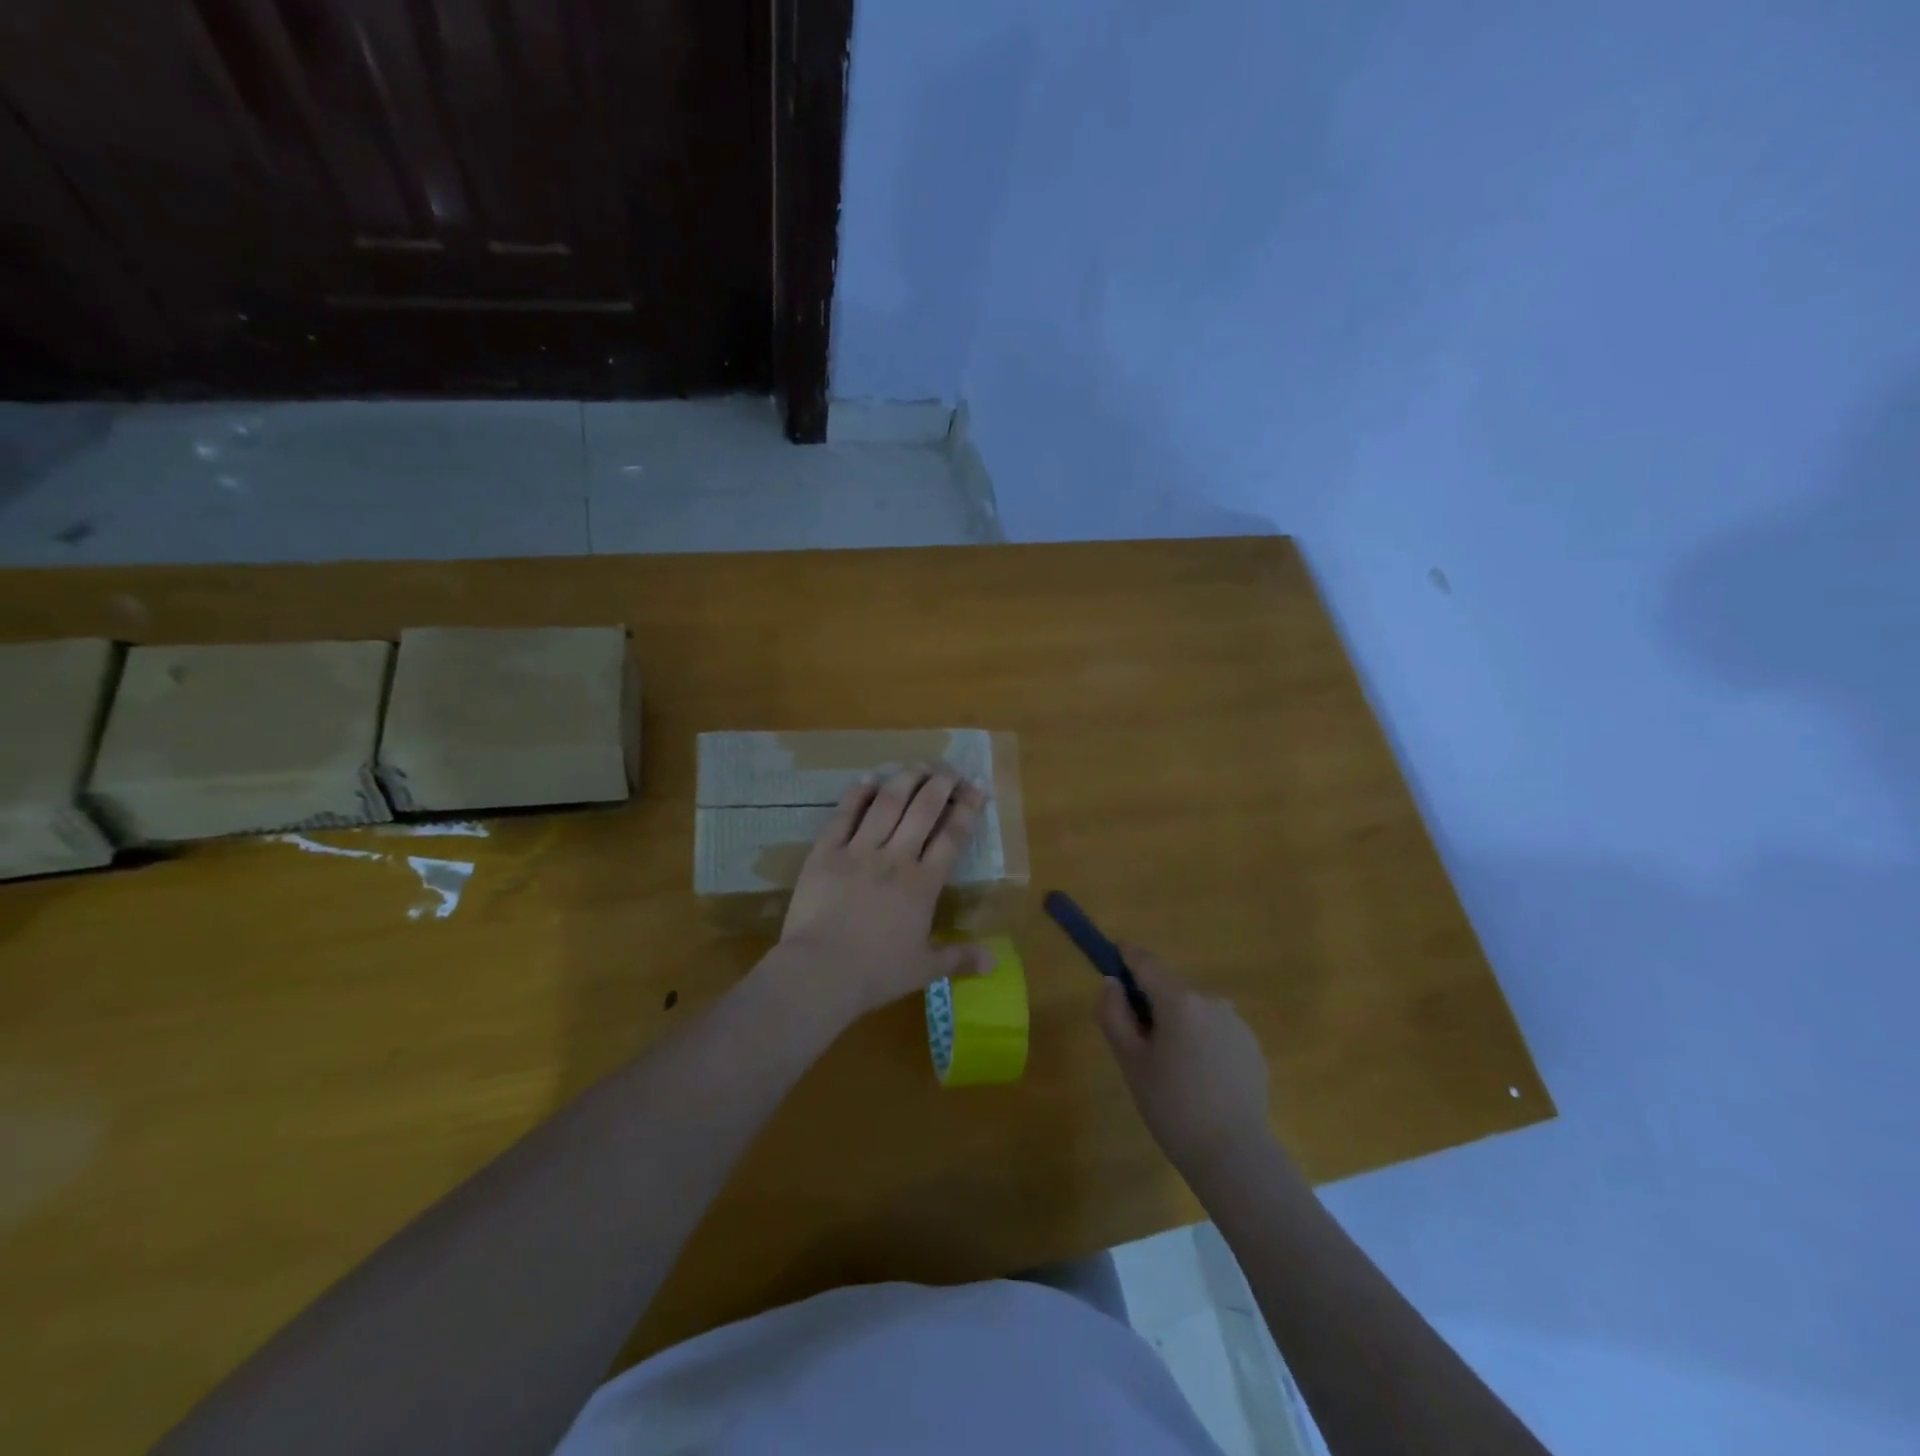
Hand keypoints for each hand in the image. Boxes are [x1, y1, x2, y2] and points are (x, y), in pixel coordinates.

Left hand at [777, 766, 990, 1022]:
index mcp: (923, 884)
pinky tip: (868, 779)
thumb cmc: (876, 973)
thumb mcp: (924, 969)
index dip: (967, 809)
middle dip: (940, 784)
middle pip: (922, 810)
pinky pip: (843, 815)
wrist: (819, 972)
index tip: (977, 786)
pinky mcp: (825, 853)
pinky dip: (857, 795)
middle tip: (950, 769)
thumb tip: (995, 961)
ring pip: (886, 804)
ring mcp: (858, 851)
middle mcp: (895, 858)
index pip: (952, 837)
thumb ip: (959, 958)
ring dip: (904, 780)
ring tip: (917, 765)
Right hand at [1100, 946, 1271, 1176]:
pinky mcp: (1252, 1046)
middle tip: (1137, 1038)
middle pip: (1171, 988)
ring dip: (1178, 1022)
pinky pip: (1215, 1030)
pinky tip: (1199, 1078)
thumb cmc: (1172, 1106)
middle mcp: (1211, 1000)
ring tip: (1170, 1065)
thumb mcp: (1130, 1061)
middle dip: (1152, 1001)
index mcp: (1179, 1000)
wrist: (1234, 1155)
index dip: (1127, 955)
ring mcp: (1236, 1022)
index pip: (1146, 963)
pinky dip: (1201, 1040)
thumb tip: (1112, 983)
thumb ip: (1114, 1014)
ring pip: (1194, 1010)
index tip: (1114, 953)